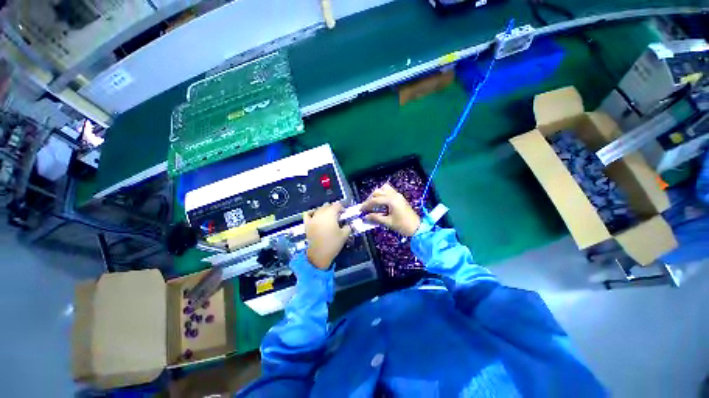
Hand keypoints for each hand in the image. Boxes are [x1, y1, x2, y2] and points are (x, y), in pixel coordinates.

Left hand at [304, 202, 351, 269]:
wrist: (318, 255)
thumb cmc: (333, 244)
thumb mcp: (344, 235)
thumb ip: (347, 227)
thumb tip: (347, 224)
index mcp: (331, 215)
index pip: (337, 205)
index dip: (341, 208)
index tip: (344, 212)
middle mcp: (321, 214)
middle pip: (327, 206)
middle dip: (333, 208)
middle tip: (337, 215)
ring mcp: (313, 218)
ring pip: (319, 209)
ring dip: (324, 210)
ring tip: (328, 216)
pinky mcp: (307, 224)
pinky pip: (308, 214)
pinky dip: (312, 212)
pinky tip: (315, 215)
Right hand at [362, 183, 420, 236]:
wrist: (417, 227)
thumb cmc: (402, 225)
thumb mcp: (388, 222)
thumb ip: (375, 218)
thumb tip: (365, 217)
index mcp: (391, 200)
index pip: (375, 200)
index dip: (366, 205)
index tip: (360, 210)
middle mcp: (394, 195)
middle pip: (378, 192)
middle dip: (370, 199)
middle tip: (366, 208)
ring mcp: (398, 195)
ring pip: (384, 188)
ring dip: (377, 194)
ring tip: (373, 203)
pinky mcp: (400, 197)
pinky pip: (389, 191)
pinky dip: (383, 193)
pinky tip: (381, 202)